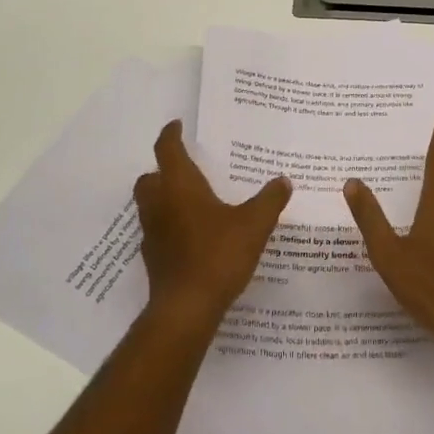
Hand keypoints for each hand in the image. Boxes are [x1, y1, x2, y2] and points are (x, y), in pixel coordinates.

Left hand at [134, 120, 291, 333]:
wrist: (186, 308)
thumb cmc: (218, 254)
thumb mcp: (254, 224)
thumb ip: (270, 200)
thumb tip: (283, 180)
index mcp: (179, 186)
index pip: (167, 150)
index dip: (171, 134)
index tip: (177, 125)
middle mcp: (160, 204)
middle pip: (150, 177)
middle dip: (163, 170)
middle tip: (185, 168)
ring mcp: (152, 233)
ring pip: (150, 205)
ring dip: (164, 198)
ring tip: (190, 201)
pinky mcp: (153, 259)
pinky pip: (157, 231)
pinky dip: (169, 226)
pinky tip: (191, 236)